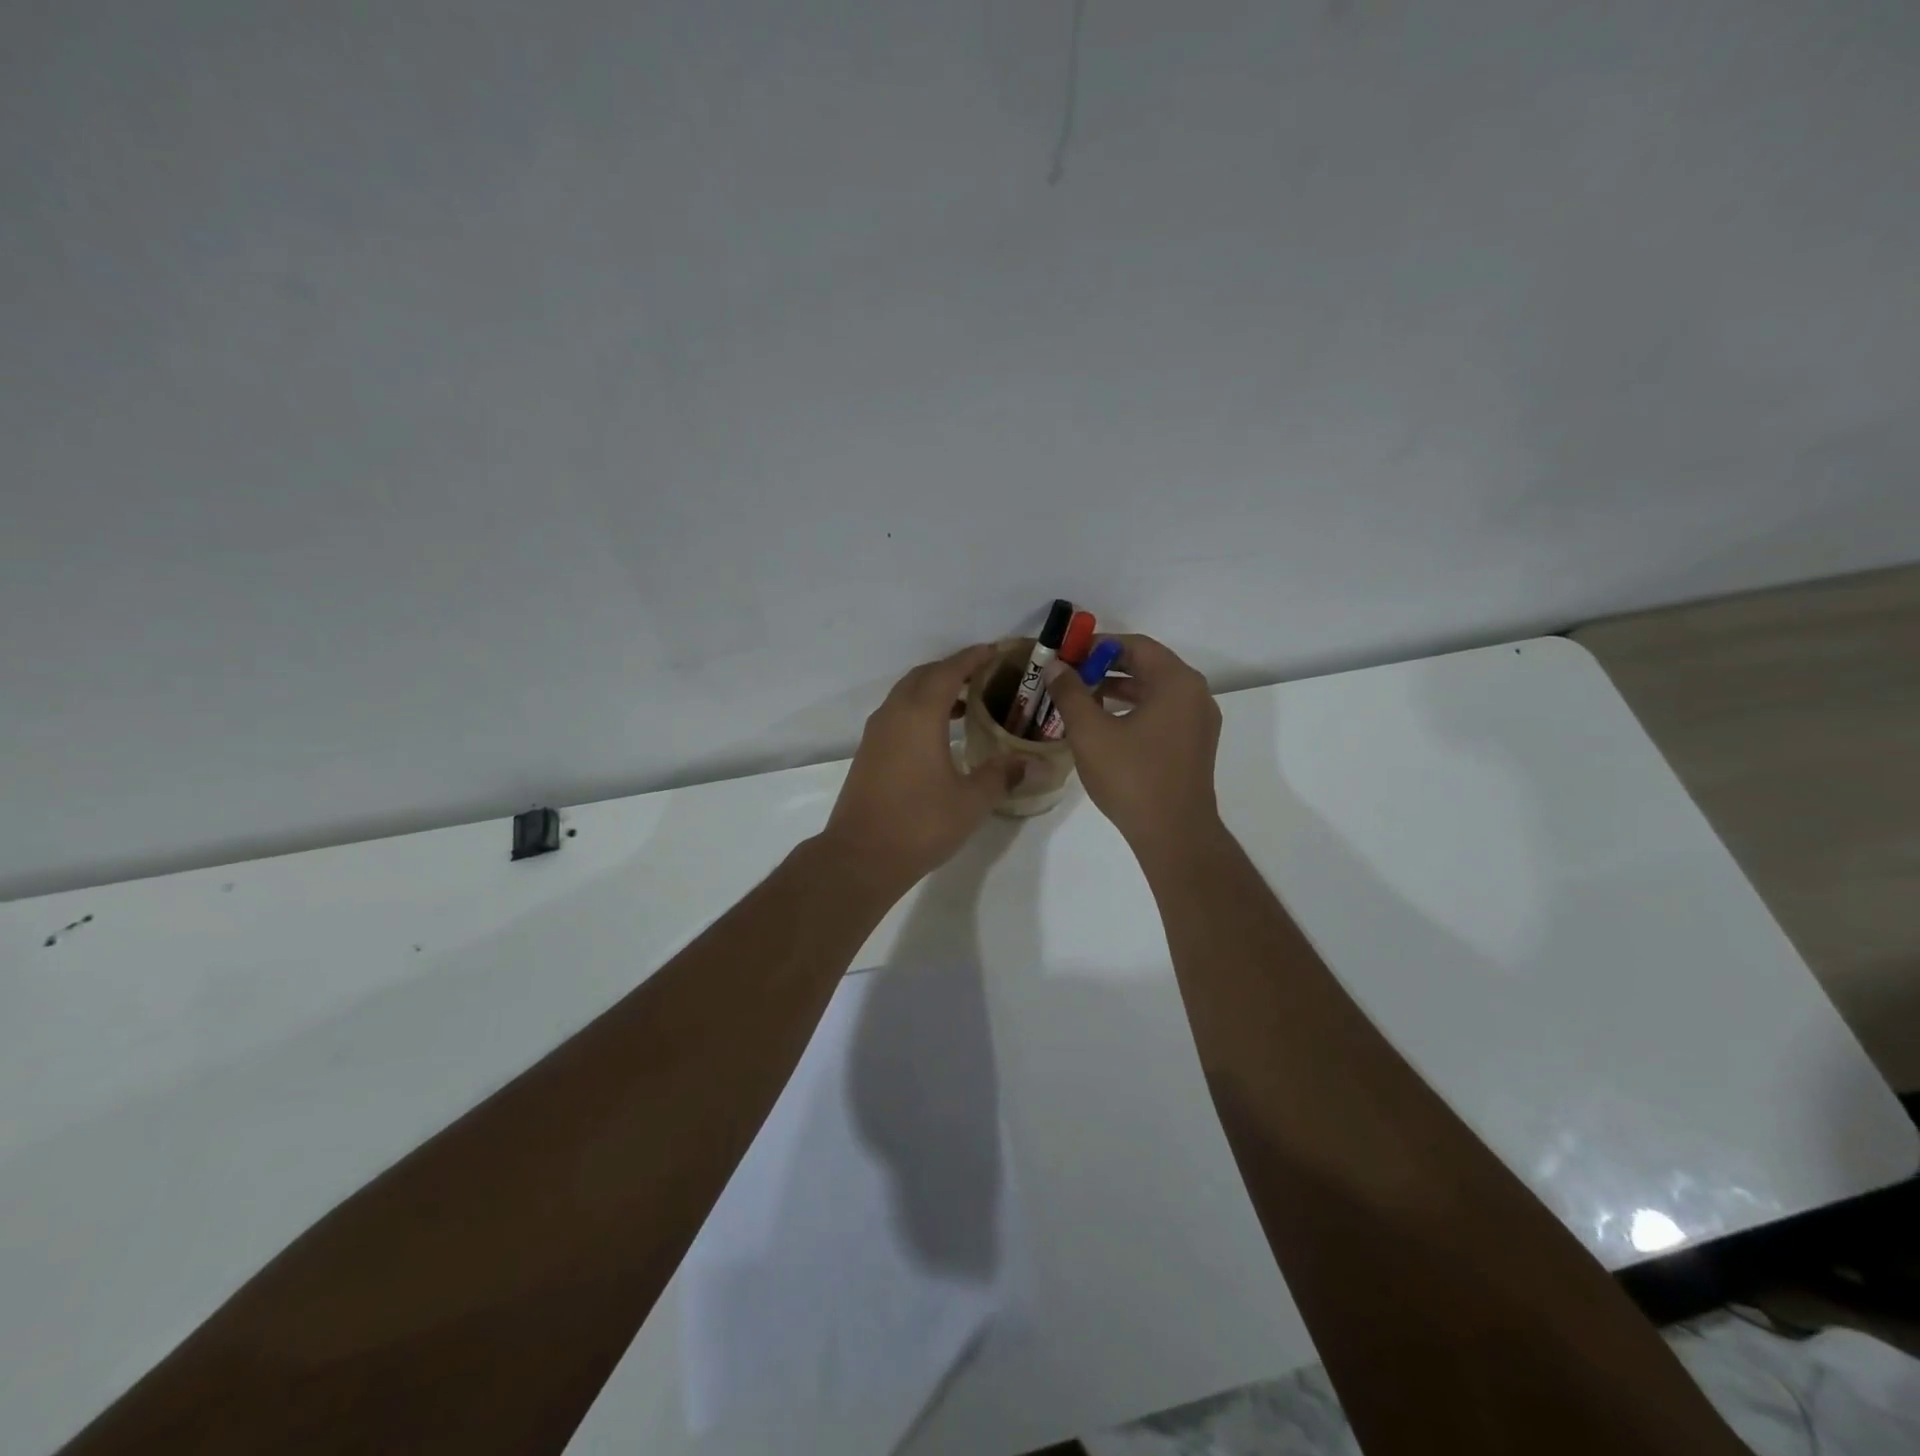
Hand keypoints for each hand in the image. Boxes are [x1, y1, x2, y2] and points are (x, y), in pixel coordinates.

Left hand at [821, 645, 1020, 888]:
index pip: (948, 671)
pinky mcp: (869, 752)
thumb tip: (1032, 763)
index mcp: (919, 715)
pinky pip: (897, 714)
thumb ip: (1002, 775)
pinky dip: (920, 710)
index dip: (973, 657)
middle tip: (985, 676)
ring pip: (907, 694)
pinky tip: (940, 734)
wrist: (861, 856)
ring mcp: (876, 733)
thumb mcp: (971, 801)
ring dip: (935, 690)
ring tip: (967, 703)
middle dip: (953, 669)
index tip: (995, 651)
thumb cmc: (920, 824)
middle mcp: (894, 714)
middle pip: (924, 676)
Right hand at [1039, 635, 1223, 857]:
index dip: (1097, 646)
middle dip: (1106, 667)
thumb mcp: (1090, 732)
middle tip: (1070, 676)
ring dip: (1118, 689)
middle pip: (1147, 665)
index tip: (1067, 656)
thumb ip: (1071, 693)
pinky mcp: (1194, 744)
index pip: (1135, 646)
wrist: (1173, 834)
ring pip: (1154, 691)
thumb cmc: (1132, 777)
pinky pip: (1162, 712)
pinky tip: (1104, 724)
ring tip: (1081, 698)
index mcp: (1177, 682)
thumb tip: (1056, 667)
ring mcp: (1198, 721)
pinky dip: (1133, 709)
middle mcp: (1195, 694)